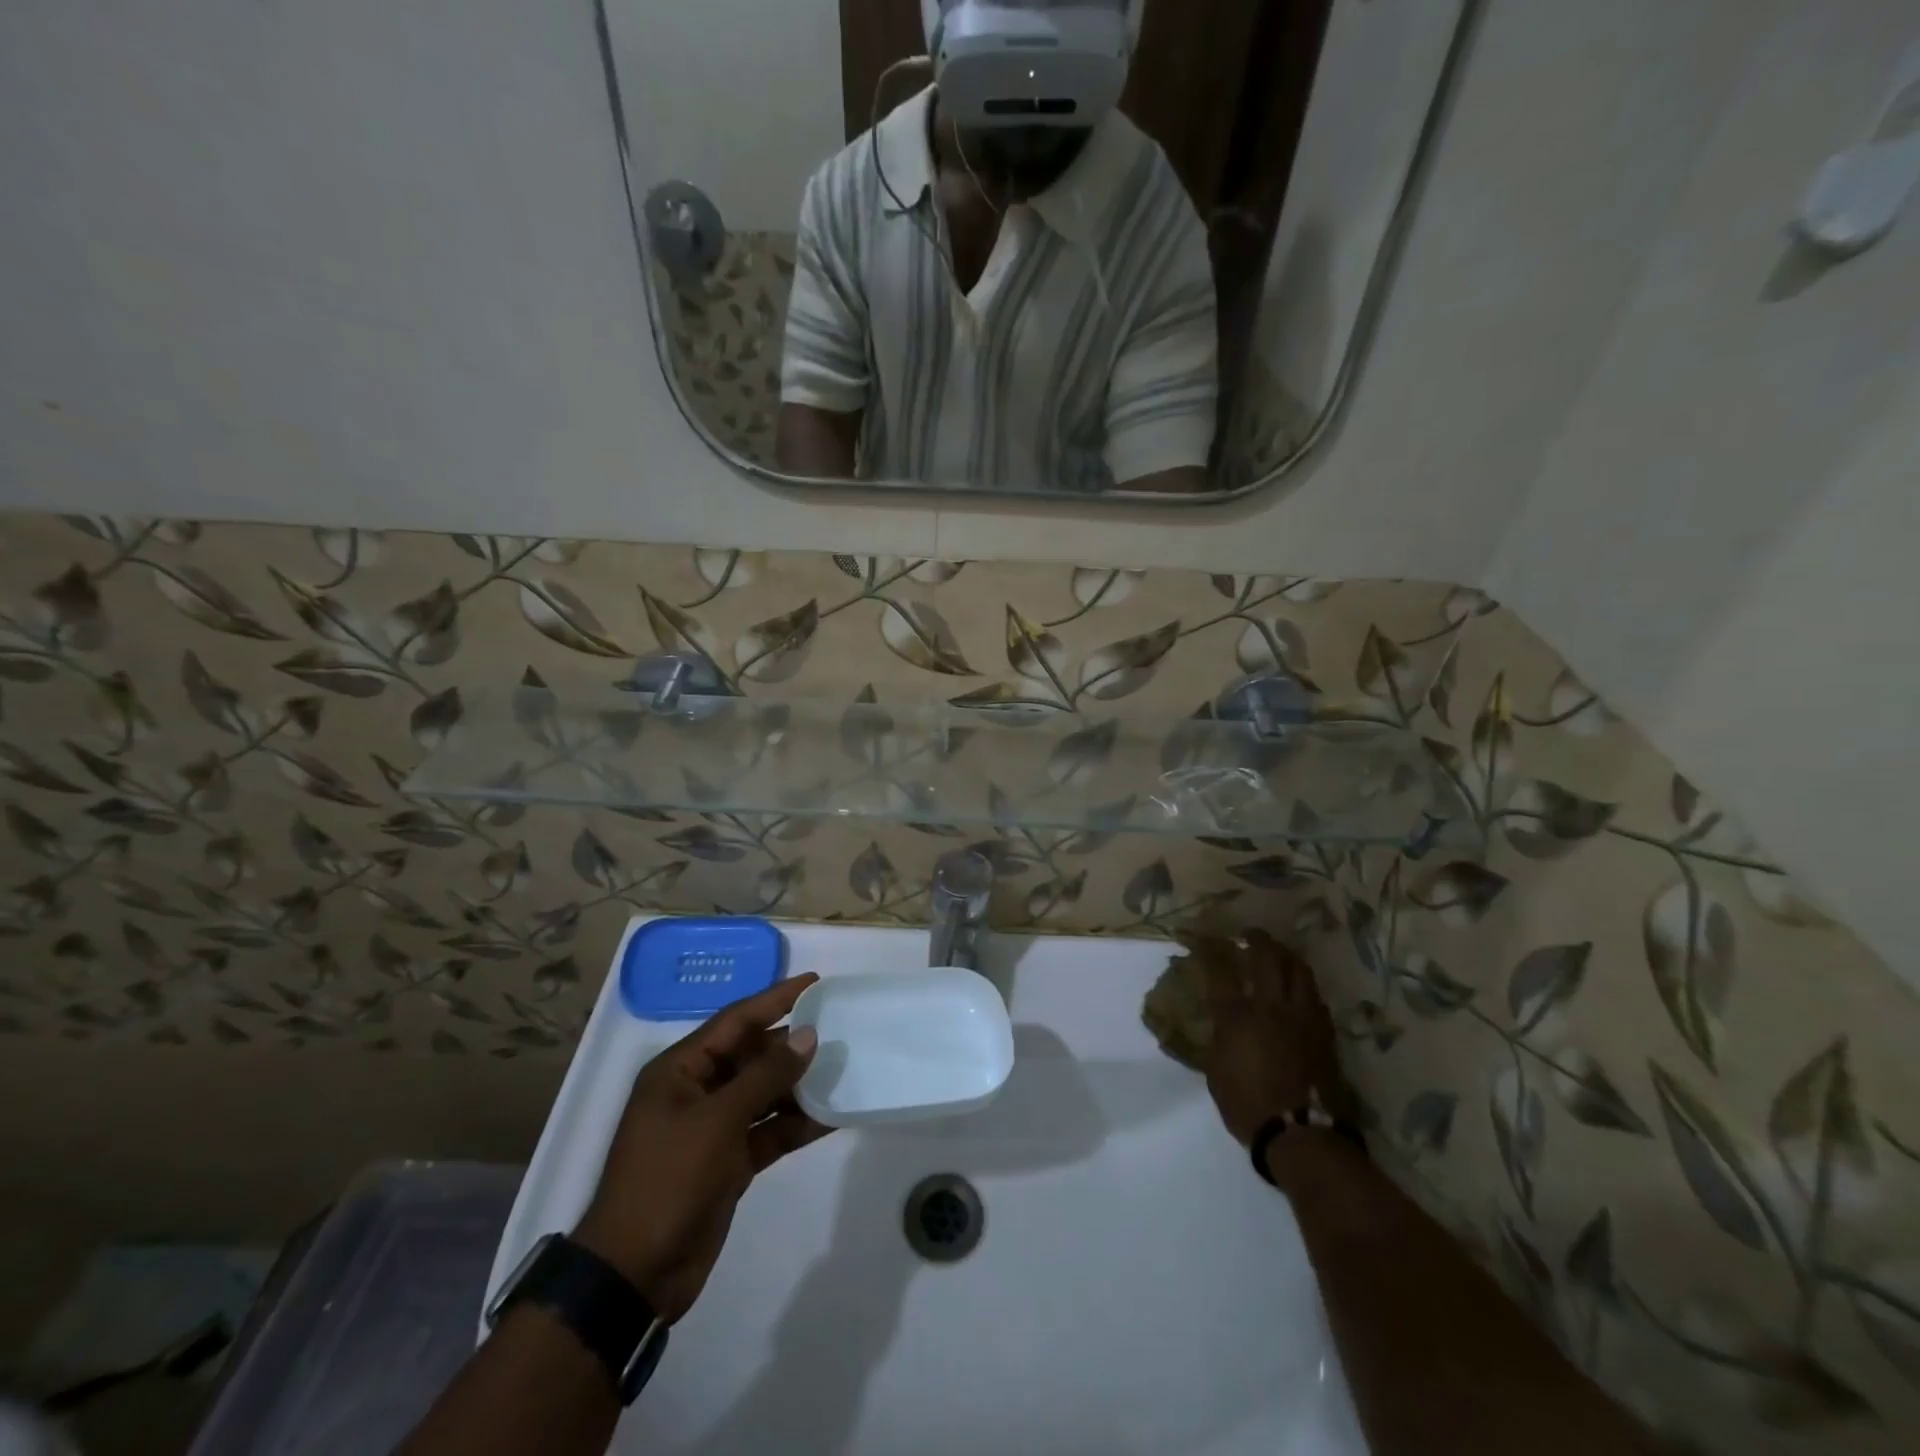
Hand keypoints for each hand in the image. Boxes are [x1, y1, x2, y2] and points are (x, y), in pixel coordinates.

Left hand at [574, 975, 833, 1322]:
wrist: (635, 1275)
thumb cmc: (668, 1180)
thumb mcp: (718, 1121)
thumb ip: (766, 1076)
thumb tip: (807, 1035)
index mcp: (680, 1070)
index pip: (736, 1020)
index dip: (775, 999)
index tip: (815, 982)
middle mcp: (697, 1091)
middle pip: (752, 1055)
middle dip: (792, 1045)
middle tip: (838, 1029)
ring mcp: (713, 1128)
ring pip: (764, 1094)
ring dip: (799, 1085)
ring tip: (843, 1070)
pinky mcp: (728, 1162)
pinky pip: (768, 1131)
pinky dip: (796, 1124)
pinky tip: (831, 1117)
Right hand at [1197, 932, 1351, 1146]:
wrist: (1301, 1135)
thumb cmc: (1247, 1106)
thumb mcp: (1215, 1071)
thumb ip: (1216, 1040)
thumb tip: (1216, 1024)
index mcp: (1237, 1016)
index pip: (1221, 969)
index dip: (1211, 948)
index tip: (1205, 937)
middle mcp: (1270, 1007)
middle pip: (1266, 957)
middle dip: (1256, 939)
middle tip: (1250, 934)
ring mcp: (1302, 1017)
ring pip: (1298, 970)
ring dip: (1286, 955)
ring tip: (1279, 952)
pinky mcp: (1324, 1032)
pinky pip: (1315, 997)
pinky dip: (1304, 986)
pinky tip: (1300, 990)